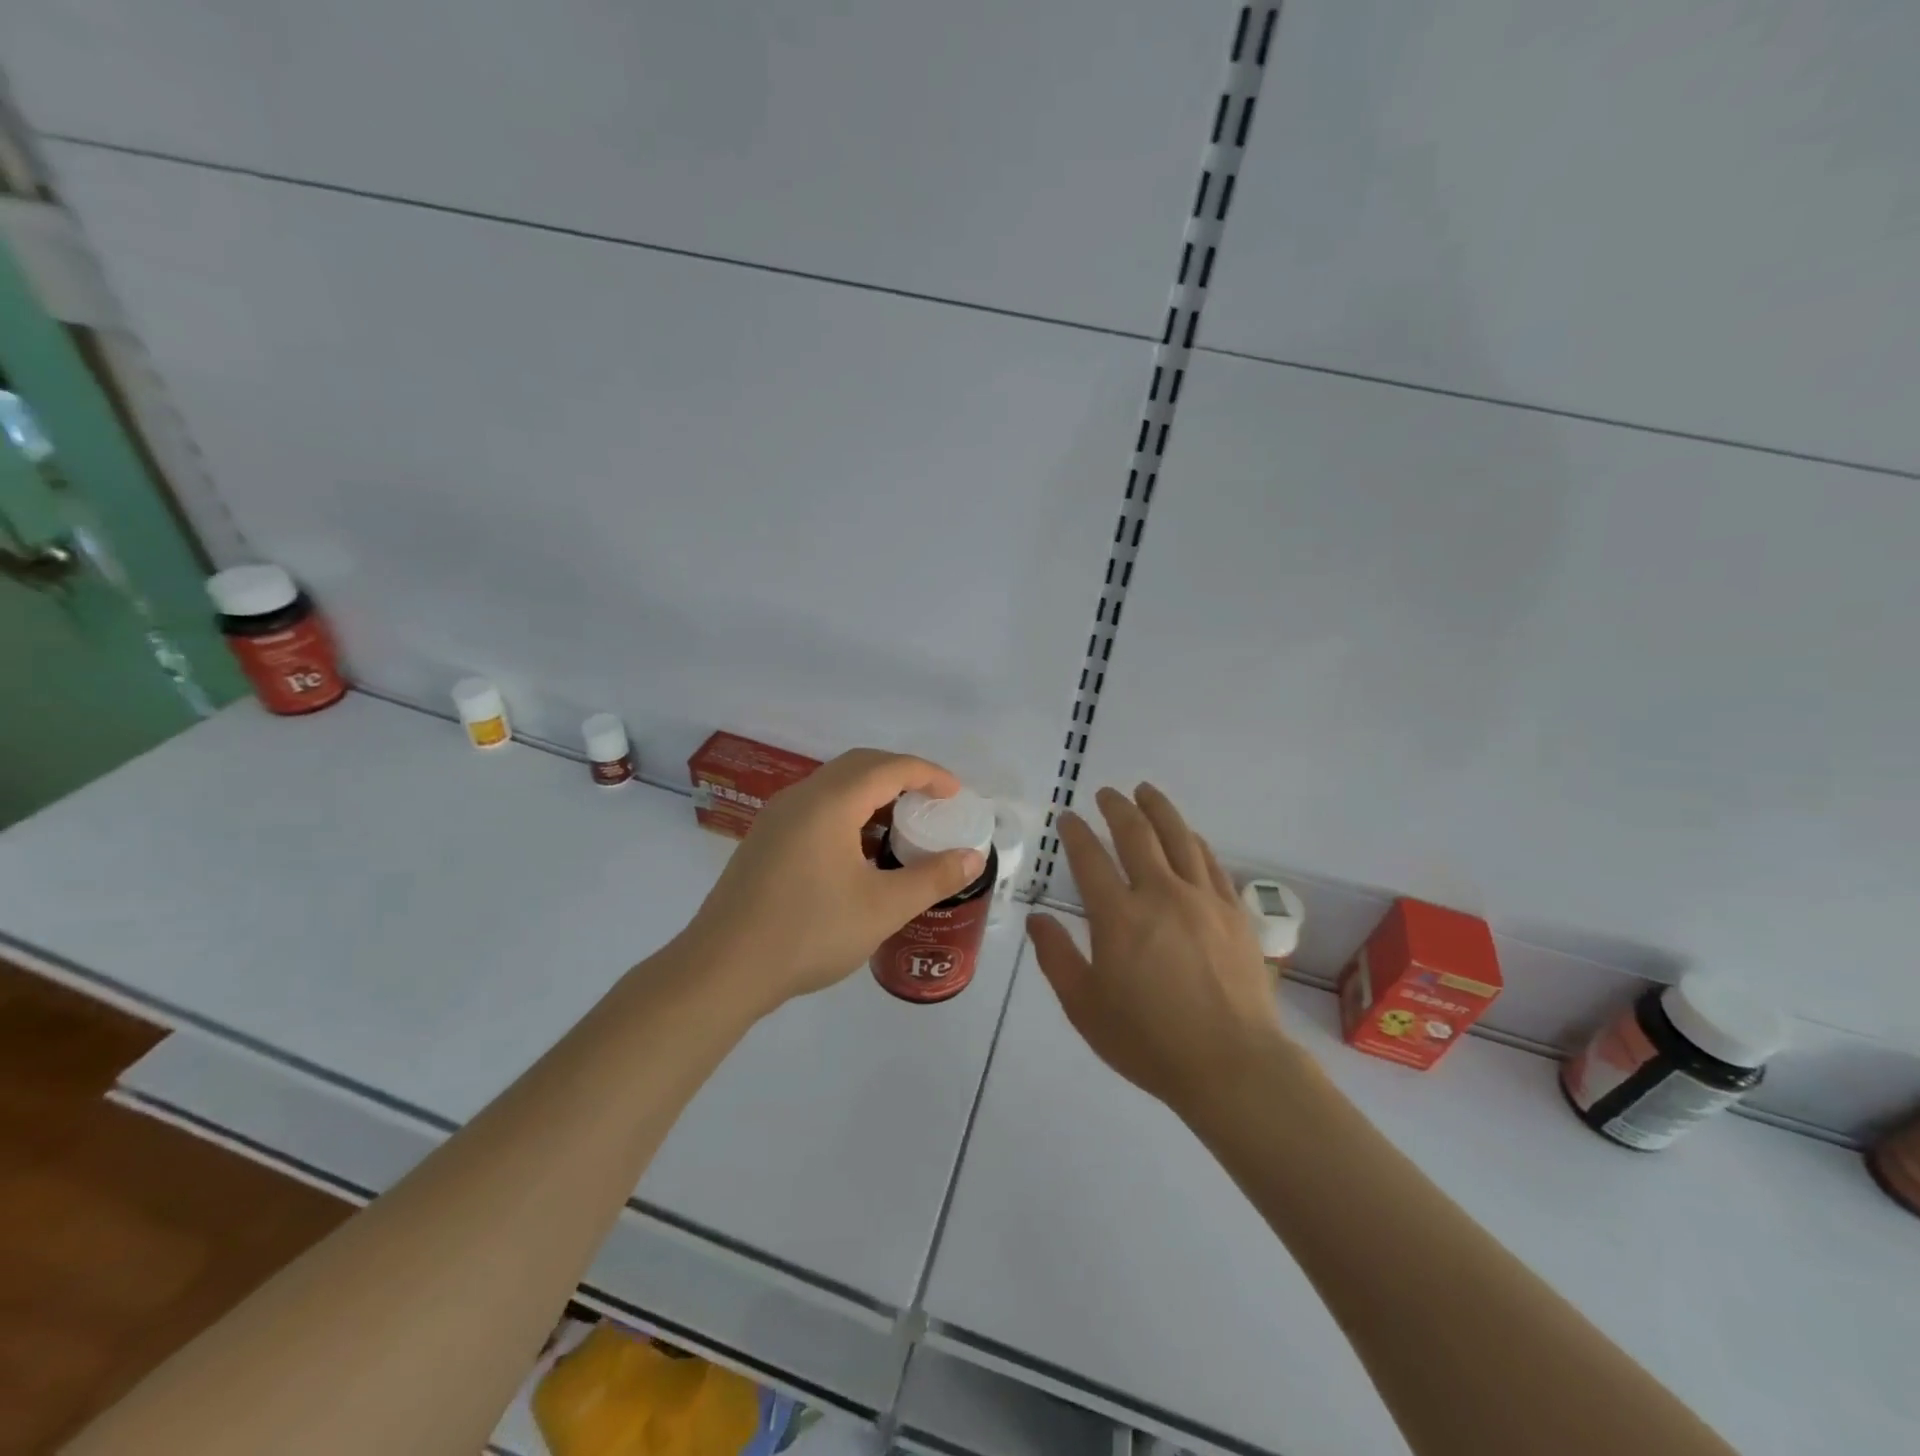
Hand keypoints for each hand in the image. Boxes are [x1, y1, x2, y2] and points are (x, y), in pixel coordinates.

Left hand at [682, 749, 986, 1013]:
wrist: (722, 970)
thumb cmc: (809, 933)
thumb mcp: (882, 908)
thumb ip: (932, 878)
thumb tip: (972, 858)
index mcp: (829, 802)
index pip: (889, 767)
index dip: (929, 774)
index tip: (957, 794)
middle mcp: (800, 797)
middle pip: (860, 765)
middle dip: (902, 776)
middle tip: (934, 802)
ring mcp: (777, 817)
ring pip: (835, 785)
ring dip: (873, 793)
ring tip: (902, 825)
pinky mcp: (765, 839)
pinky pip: (816, 806)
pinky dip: (849, 811)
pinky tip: (860, 850)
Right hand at [1026, 784, 1288, 1117]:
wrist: (1232, 1065)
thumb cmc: (1149, 1041)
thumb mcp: (1085, 1007)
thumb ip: (1056, 957)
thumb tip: (1037, 918)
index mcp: (1118, 917)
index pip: (1090, 858)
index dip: (1075, 833)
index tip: (1067, 818)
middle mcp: (1160, 894)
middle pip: (1136, 834)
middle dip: (1117, 807)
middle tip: (1106, 793)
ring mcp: (1202, 899)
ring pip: (1179, 837)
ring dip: (1158, 809)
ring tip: (1146, 792)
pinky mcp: (1233, 912)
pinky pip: (1211, 862)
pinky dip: (1193, 841)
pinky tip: (1188, 835)